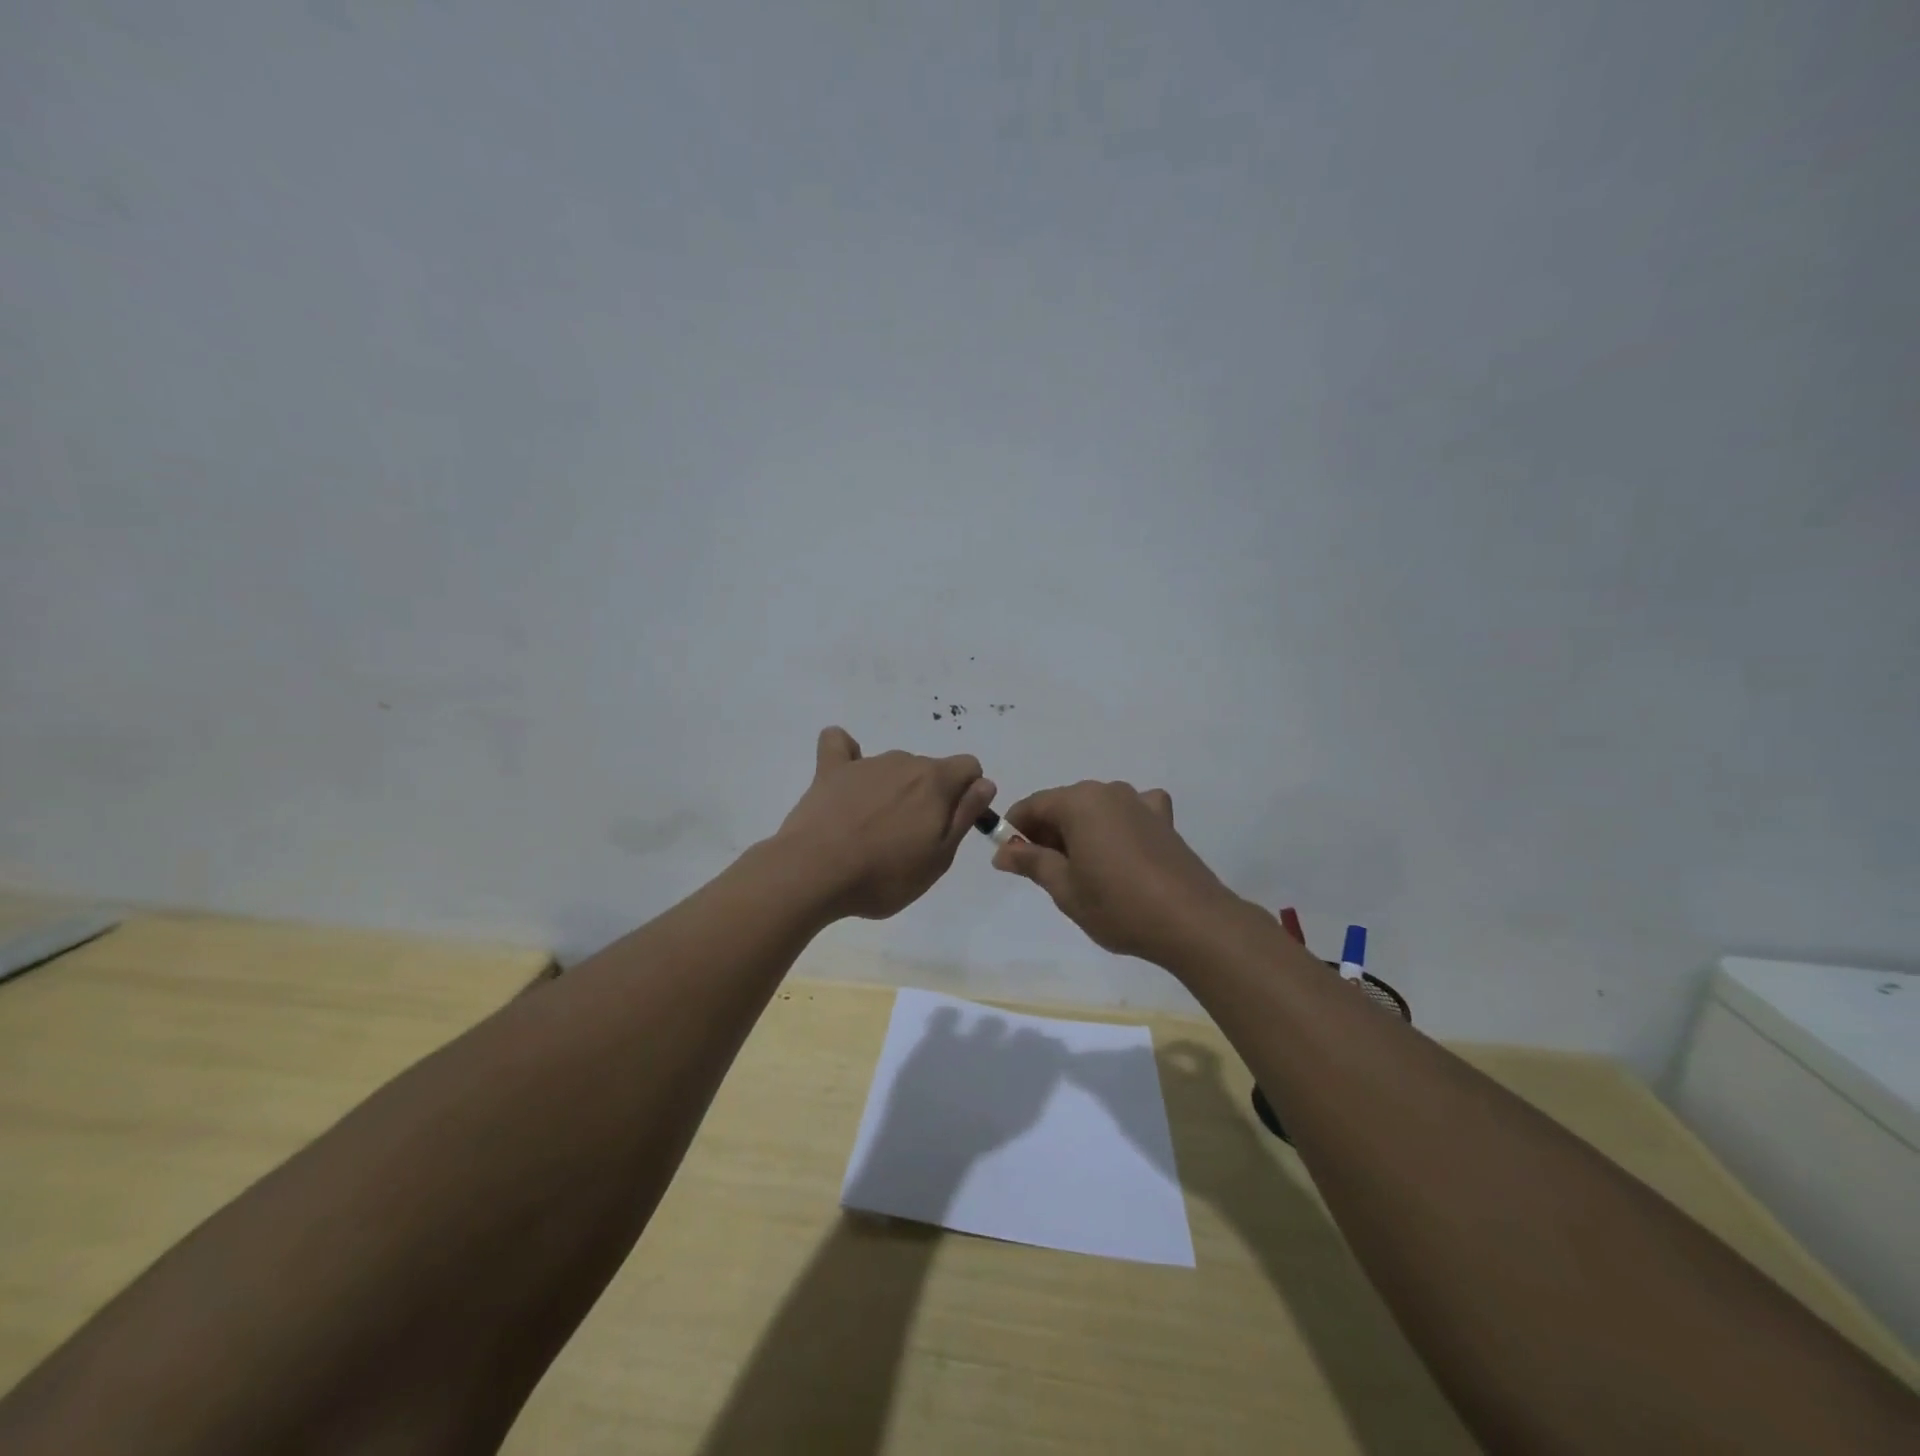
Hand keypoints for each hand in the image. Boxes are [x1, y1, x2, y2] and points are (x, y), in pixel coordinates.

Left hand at [775, 726, 995, 920]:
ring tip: (872, 830)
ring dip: (893, 789)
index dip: (967, 794)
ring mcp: (865, 763)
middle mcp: (904, 762)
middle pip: (929, 770)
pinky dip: (847, 755)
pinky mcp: (830, 770)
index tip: (950, 825)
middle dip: (928, 796)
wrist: (815, 873)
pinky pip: (840, 744)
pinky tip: (845, 777)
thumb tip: (983, 784)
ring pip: (893, 767)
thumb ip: (964, 816)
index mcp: (936, 782)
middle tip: (910, 840)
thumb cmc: (884, 875)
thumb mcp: (939, 858)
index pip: (969, 766)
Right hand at [992, 780, 1248, 964]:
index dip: (1015, 829)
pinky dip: (1117, 826)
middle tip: (1042, 871)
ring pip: (1095, 809)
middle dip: (1047, 832)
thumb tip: (1002, 851)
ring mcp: (1140, 802)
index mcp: (1079, 802)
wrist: (1191, 921)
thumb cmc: (1117, 904)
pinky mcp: (1164, 820)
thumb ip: (1031, 862)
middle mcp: (1108, 791)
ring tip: (1081, 870)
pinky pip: (1130, 813)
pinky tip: (1122, 849)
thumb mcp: (1065, 888)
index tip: (1008, 857)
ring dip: (1080, 831)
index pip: (1033, 805)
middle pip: (1064, 804)